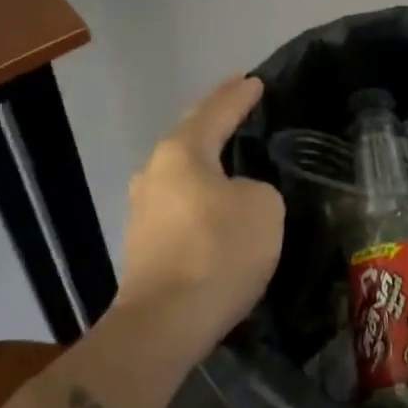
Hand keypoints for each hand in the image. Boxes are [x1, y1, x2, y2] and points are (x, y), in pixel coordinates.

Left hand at [116, 76, 284, 354]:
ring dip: (206, 161)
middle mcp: (155, 172)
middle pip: (191, 136)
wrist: (163, 326)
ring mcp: (143, 209)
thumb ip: (257, 187)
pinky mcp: (144, 244)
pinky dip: (200, 194)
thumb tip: (239, 196)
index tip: (256, 80)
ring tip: (232, 154)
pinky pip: (180, 203)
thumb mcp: (263, 207)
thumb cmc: (217, 252)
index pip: (216, 110)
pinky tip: (216, 201)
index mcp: (182, 152)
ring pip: (182, 172)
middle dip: (216, 120)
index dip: (239, 95)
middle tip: (240, 106)